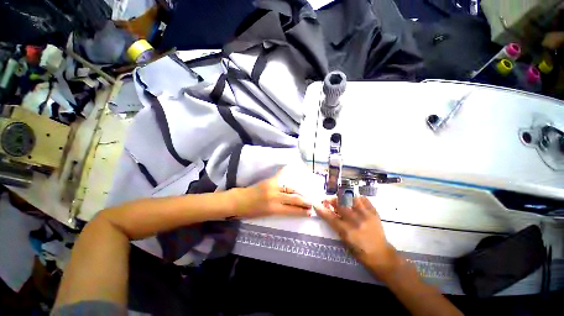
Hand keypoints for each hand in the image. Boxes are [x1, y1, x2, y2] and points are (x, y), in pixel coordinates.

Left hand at [232, 169, 312, 217]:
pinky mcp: (269, 180)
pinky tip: (292, 169)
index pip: (291, 210)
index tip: (309, 212)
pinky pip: (280, 176)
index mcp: (273, 208)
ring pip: (290, 189)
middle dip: (304, 201)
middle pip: (293, 198)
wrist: (238, 201)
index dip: (301, 212)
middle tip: (311, 203)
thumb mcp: (265, 214)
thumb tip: (290, 208)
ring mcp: (272, 187)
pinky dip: (286, 173)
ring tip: (305, 194)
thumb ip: (279, 210)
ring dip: (299, 192)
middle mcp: (274, 197)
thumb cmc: (250, 212)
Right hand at [314, 196, 399, 279]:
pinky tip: (354, 200)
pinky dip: (357, 198)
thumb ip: (337, 226)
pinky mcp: (374, 213)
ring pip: (351, 198)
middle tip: (328, 200)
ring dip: (344, 197)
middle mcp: (356, 221)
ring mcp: (366, 216)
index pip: (330, 217)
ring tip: (341, 198)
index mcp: (347, 231)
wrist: (381, 255)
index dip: (321, 209)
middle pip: (340, 205)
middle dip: (331, 200)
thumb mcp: (345, 241)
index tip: (316, 204)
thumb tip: (330, 213)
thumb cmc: (360, 252)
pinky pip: (364, 199)